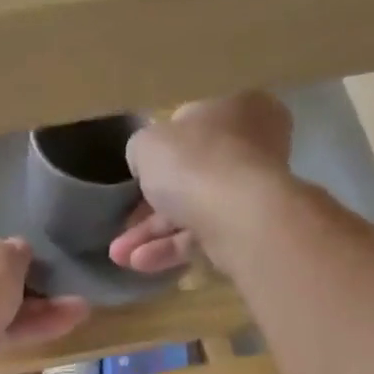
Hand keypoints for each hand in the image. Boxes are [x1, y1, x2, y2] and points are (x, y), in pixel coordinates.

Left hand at [0, 223, 88, 373]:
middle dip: (25, 287)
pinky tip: (68, 323)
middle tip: (59, 288)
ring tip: (79, 308)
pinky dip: (30, 329)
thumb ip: (17, 252)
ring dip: (37, 310)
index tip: (28, 263)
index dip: (1, 252)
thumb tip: (19, 252)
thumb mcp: (7, 255)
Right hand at [110, 93, 295, 273]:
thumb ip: (142, 148)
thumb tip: (144, 161)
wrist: (239, 218)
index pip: (192, 128)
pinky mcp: (248, 233)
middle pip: (190, 176)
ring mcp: (252, 194)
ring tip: (120, 256)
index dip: (159, 153)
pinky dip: (171, 250)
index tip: (135, 176)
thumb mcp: (149, 143)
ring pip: (193, 212)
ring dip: (152, 235)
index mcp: (239, 109)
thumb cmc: (195, 164)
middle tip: (122, 225)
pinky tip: (140, 263)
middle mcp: (253, 148)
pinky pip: (202, 239)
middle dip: (149, 207)